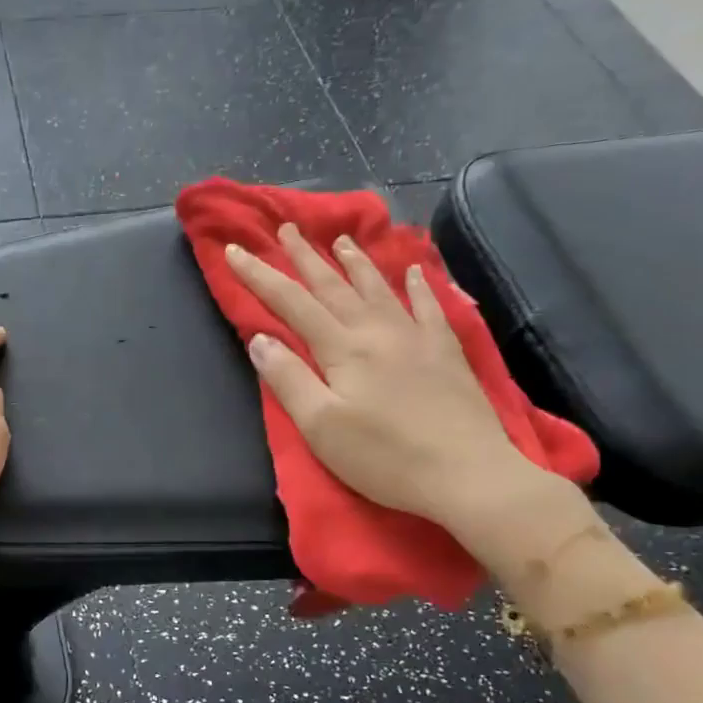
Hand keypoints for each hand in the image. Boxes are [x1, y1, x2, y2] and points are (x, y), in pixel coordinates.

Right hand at [225, 225, 562, 543]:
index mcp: (342, 348)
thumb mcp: (321, 426)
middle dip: (306, 256)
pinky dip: (417, 286)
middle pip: (334, 285)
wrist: (466, 474)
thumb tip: (260, 340)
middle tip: (288, 228)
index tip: (236, 250)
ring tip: (341, 239)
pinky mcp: (446, 352)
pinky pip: (428, 307)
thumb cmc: (384, 457)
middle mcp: (377, 331)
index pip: (291, 303)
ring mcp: (416, 337)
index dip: (260, 276)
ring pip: (378, 288)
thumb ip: (288, 379)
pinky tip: (413, 270)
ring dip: (356, 262)